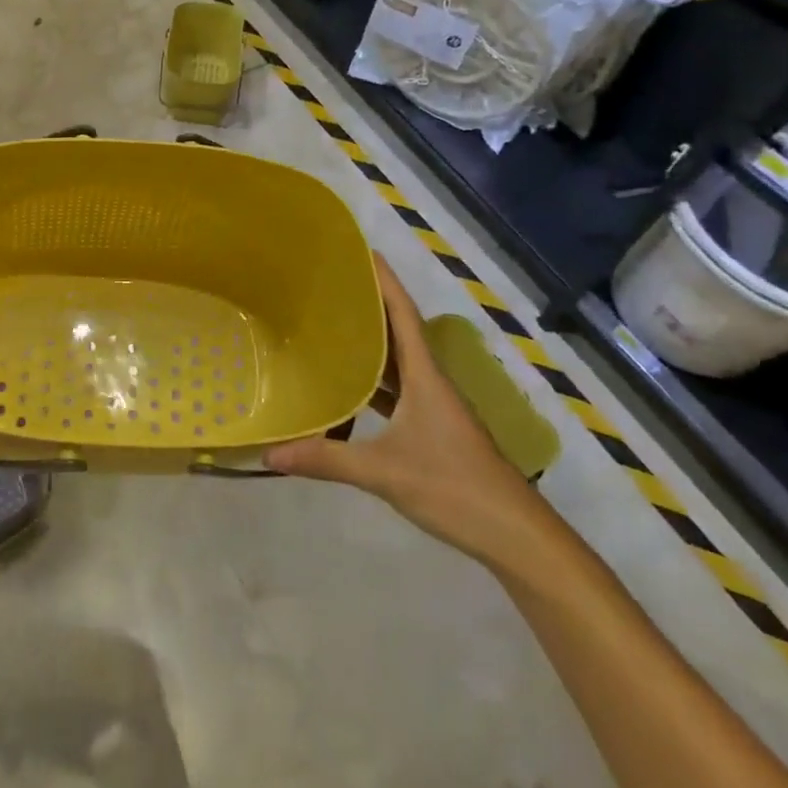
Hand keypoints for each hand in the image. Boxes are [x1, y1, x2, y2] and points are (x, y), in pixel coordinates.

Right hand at [264, 255, 554, 570]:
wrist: (516, 537)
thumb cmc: (454, 488)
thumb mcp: (384, 472)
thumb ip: (327, 459)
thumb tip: (271, 452)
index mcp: (425, 376)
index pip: (403, 313)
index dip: (385, 280)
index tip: (363, 250)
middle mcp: (431, 382)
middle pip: (400, 330)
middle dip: (371, 304)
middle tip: (331, 284)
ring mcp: (436, 407)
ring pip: (399, 362)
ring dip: (373, 342)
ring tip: (334, 325)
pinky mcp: (436, 430)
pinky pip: (400, 390)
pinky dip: (377, 381)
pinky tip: (353, 388)